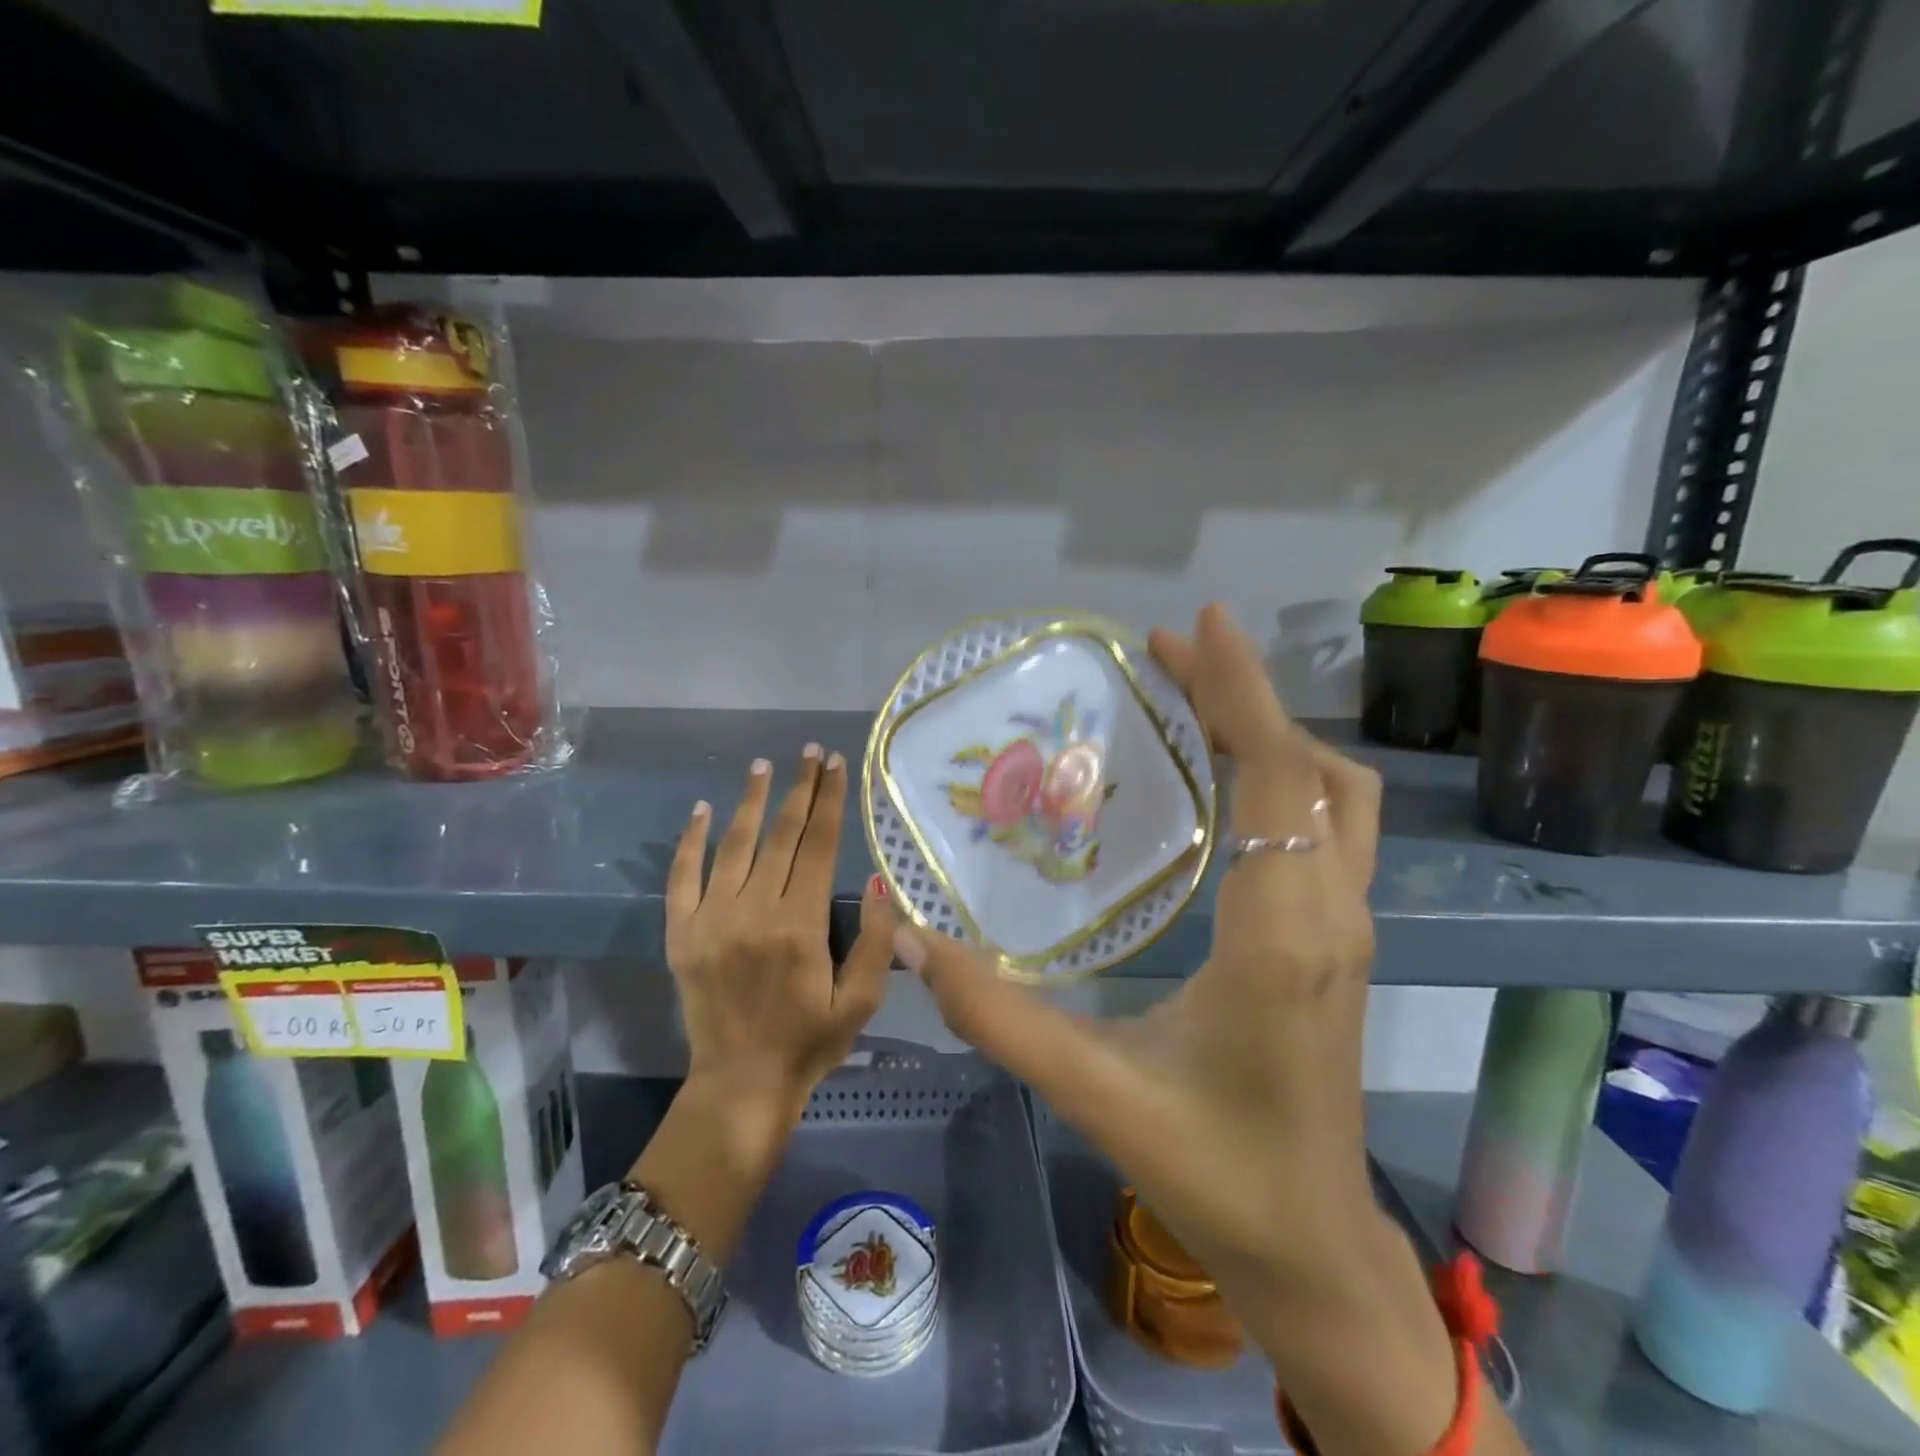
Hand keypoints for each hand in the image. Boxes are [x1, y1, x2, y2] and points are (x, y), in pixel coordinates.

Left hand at [666, 745, 894, 1169]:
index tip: (836, 764)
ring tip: (763, 766)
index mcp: (800, 924)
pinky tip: (703, 809)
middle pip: (781, 835)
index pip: (820, 845)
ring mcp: (712, 919)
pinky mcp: (682, 933)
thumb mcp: (861, 1001)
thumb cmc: (810, 1042)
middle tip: (810, 752)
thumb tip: (877, 882)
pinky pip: (682, 876)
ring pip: (734, 845)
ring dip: (750, 801)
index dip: (830, 800)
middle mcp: (754, 911)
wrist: (740, 1084)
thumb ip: (877, 941)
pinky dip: (691, 840)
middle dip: (800, 788)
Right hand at [896, 606, 1381, 1294]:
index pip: (1274, 775)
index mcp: (1282, 931)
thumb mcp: (1096, 1091)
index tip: (1197, 625)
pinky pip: (1328, 827)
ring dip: (1271, 733)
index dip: (1239, 691)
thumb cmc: (1214, 1170)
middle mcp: (1331, 911)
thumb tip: (915, 943)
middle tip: (1167, 654)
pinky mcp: (1341, 942)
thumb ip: (1000, 1016)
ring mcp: (1348, 927)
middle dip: (1242, 695)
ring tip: (1196, 702)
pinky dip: (1285, 776)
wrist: (1311, 1247)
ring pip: (1333, 795)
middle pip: (1307, 766)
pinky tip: (1227, 782)